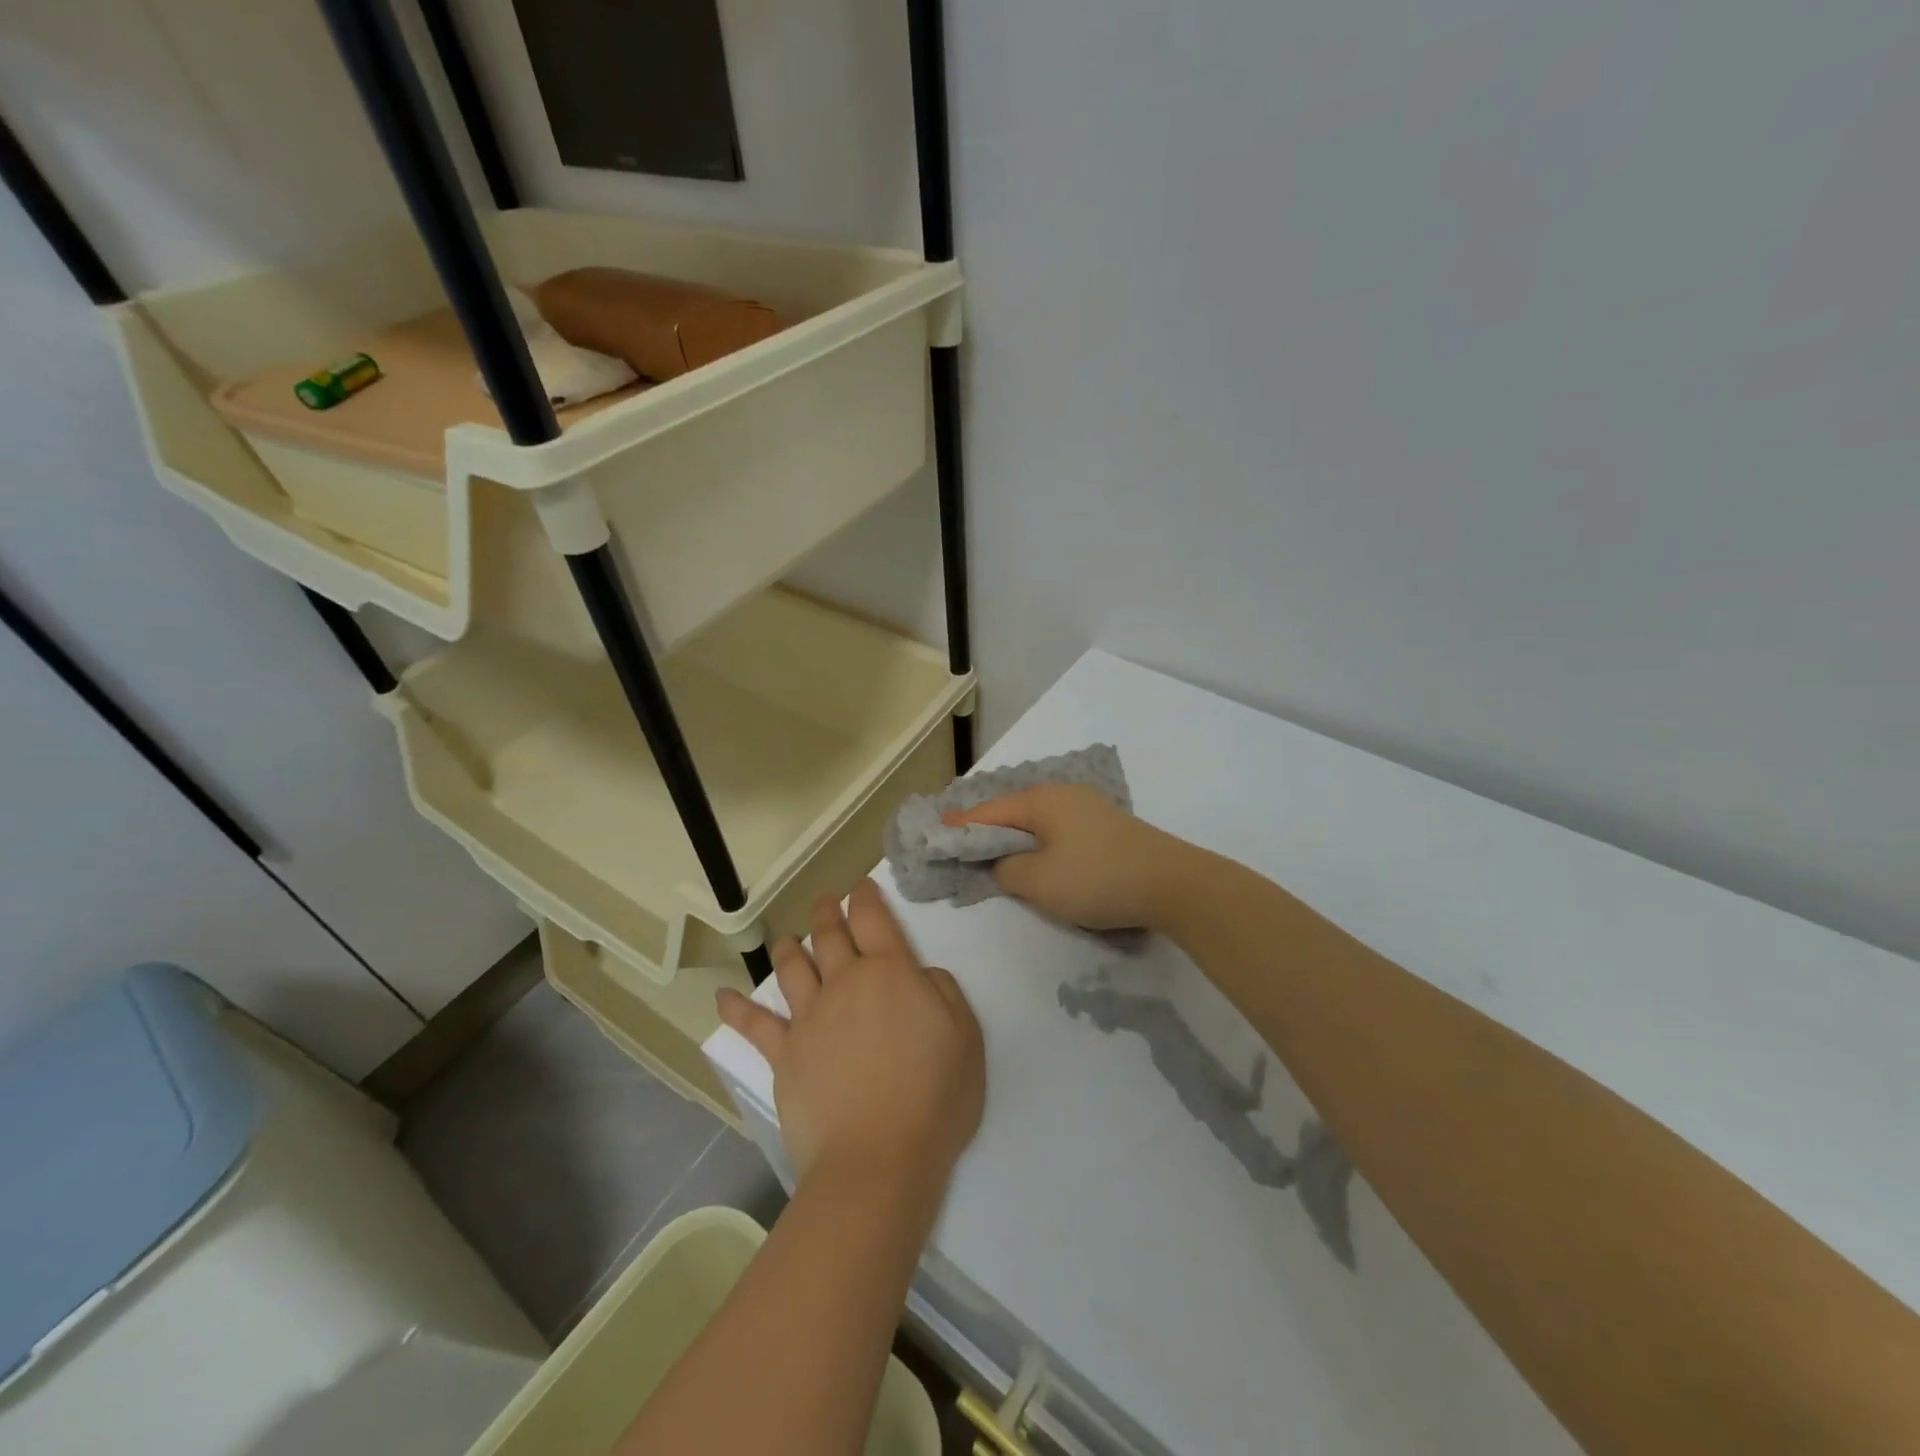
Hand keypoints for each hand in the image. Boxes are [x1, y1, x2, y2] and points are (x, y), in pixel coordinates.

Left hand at [716, 880, 984, 1193]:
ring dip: (789, 948)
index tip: (860, 888)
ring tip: (788, 940)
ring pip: (792, 969)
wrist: (879, 1160)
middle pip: (829, 935)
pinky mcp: (784, 1054)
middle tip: (826, 901)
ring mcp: (809, 1018)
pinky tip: (722, 997)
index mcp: (890, 973)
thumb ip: (944, 992)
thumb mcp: (965, 1038)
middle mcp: (844, 983)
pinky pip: (755, 1024)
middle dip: (828, 912)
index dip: (865, 897)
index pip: (873, 919)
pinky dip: (737, 1008)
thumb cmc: (934, 1099)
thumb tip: (918, 975)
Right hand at [945, 783, 1195, 931]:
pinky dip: (1039, 842)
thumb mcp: (1039, 881)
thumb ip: (1007, 869)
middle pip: (1014, 810)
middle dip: (987, 828)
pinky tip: (1038, 857)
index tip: (936, 831)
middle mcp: (1064, 795)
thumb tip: (1002, 862)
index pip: (990, 810)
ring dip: (1015, 837)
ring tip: (995, 852)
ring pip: (1039, 820)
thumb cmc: (1097, 878)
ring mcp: (1089, 809)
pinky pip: (1059, 830)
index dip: (961, 825)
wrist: (1172, 884)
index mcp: (1042, 800)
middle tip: (961, 843)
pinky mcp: (1107, 828)